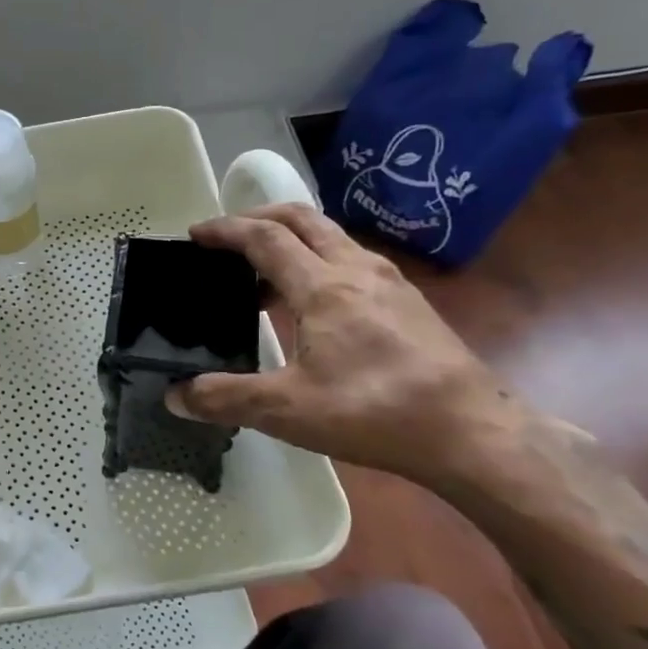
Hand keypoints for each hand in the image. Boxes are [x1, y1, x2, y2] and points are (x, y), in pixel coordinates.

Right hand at [167, 205, 530, 490]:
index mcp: (322, 286)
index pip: (264, 238)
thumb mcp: (288, 410)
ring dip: (291, 239)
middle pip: (301, 219)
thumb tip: (175, 396)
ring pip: (330, 236)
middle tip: (227, 237)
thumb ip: (226, 398)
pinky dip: (318, 261)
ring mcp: (389, 281)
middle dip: (258, 217)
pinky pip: (351, 259)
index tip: (195, 234)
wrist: (472, 431)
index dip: (225, 230)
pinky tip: (313, 303)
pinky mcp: (409, 300)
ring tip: (263, 274)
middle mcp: (356, 269)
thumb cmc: (375, 412)